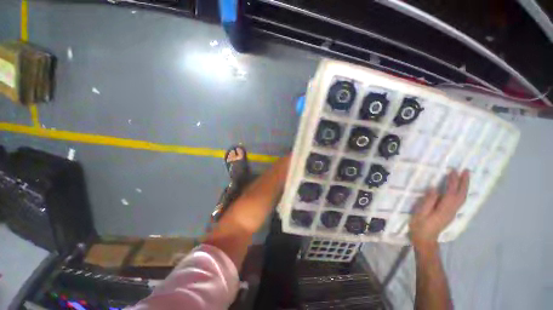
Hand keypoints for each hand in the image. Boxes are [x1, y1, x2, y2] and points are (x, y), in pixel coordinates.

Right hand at [410, 170, 469, 249]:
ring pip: (462, 198)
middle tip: (466, 171)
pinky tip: (459, 188)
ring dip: (464, 186)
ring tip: (465, 177)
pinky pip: (459, 201)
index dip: (453, 181)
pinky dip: (461, 192)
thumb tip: (433, 188)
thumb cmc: (420, 226)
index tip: (453, 171)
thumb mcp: (420, 214)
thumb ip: (427, 201)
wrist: (425, 240)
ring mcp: (452, 212)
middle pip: (461, 195)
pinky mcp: (450, 213)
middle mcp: (451, 210)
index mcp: (443, 210)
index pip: (450, 193)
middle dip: (464, 182)